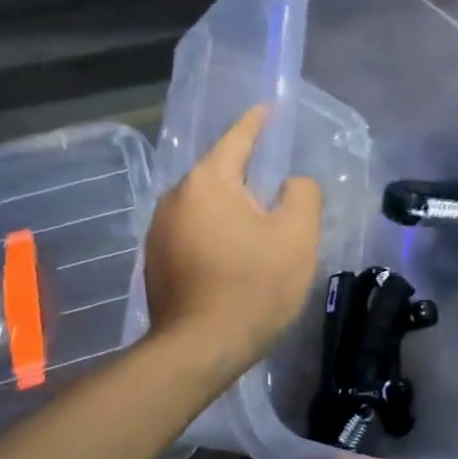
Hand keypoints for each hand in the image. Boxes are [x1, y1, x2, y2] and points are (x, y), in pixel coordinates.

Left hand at [143, 105, 321, 378]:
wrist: (199, 349)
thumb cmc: (253, 287)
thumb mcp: (297, 236)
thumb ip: (302, 195)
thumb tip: (292, 184)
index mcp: (208, 182)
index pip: (237, 139)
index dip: (257, 123)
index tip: (268, 109)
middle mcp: (175, 197)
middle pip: (219, 175)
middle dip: (246, 177)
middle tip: (277, 190)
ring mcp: (159, 230)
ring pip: (205, 206)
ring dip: (230, 210)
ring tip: (258, 229)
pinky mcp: (155, 261)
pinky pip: (193, 232)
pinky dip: (215, 234)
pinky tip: (233, 258)